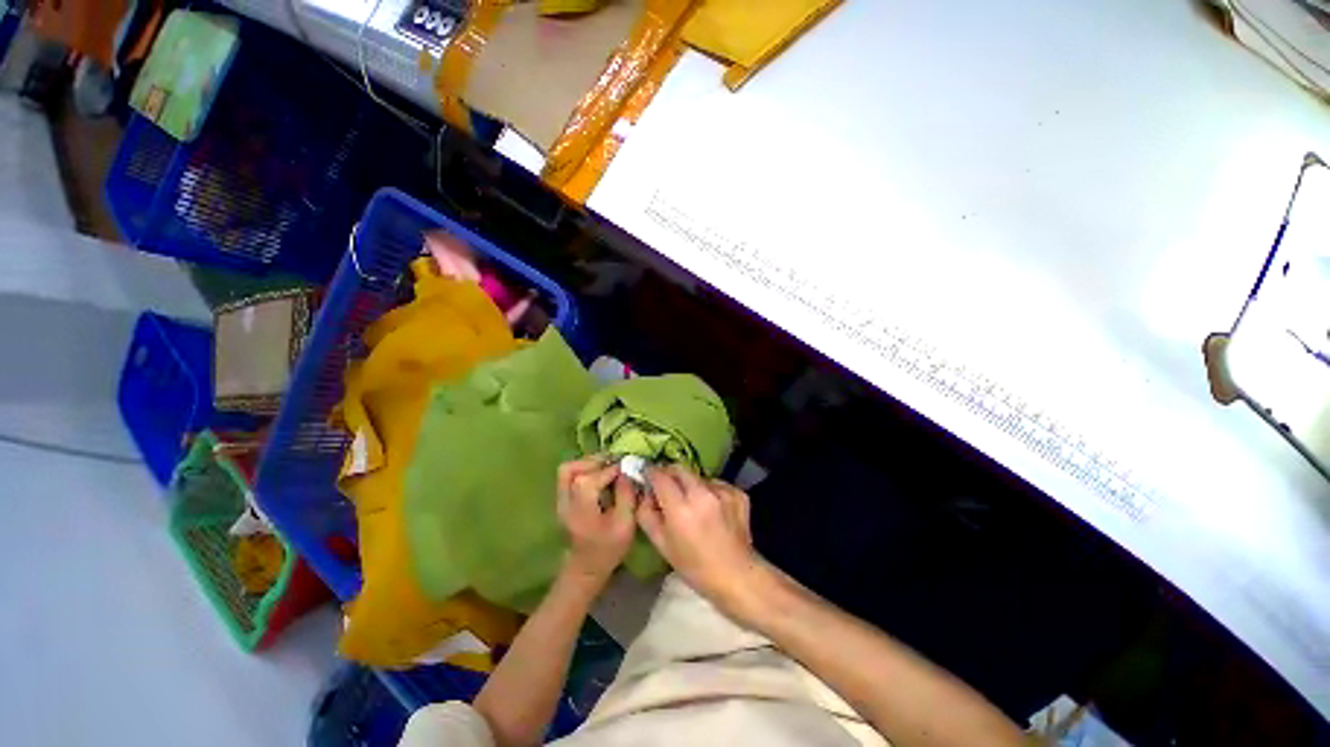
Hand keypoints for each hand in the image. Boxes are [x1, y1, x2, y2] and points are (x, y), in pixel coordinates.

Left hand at [557, 457, 637, 587]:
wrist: (586, 569)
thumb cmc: (608, 549)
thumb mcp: (625, 524)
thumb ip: (627, 494)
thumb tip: (628, 471)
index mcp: (581, 507)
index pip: (593, 477)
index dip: (612, 468)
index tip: (627, 466)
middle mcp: (566, 500)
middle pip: (573, 468)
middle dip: (596, 461)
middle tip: (616, 463)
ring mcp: (561, 500)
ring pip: (568, 469)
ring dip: (588, 464)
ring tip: (608, 466)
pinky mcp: (563, 500)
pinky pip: (569, 476)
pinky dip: (584, 470)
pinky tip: (600, 475)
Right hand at [636, 466, 760, 614]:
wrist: (737, 576)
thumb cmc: (694, 566)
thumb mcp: (662, 545)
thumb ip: (646, 515)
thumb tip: (644, 494)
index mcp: (680, 509)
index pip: (660, 476)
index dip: (651, 473)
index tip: (647, 475)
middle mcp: (702, 494)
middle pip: (679, 469)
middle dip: (669, 473)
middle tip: (666, 486)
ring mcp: (723, 492)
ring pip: (698, 477)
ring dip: (691, 485)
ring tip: (693, 505)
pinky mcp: (737, 493)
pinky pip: (716, 484)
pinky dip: (710, 492)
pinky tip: (713, 510)